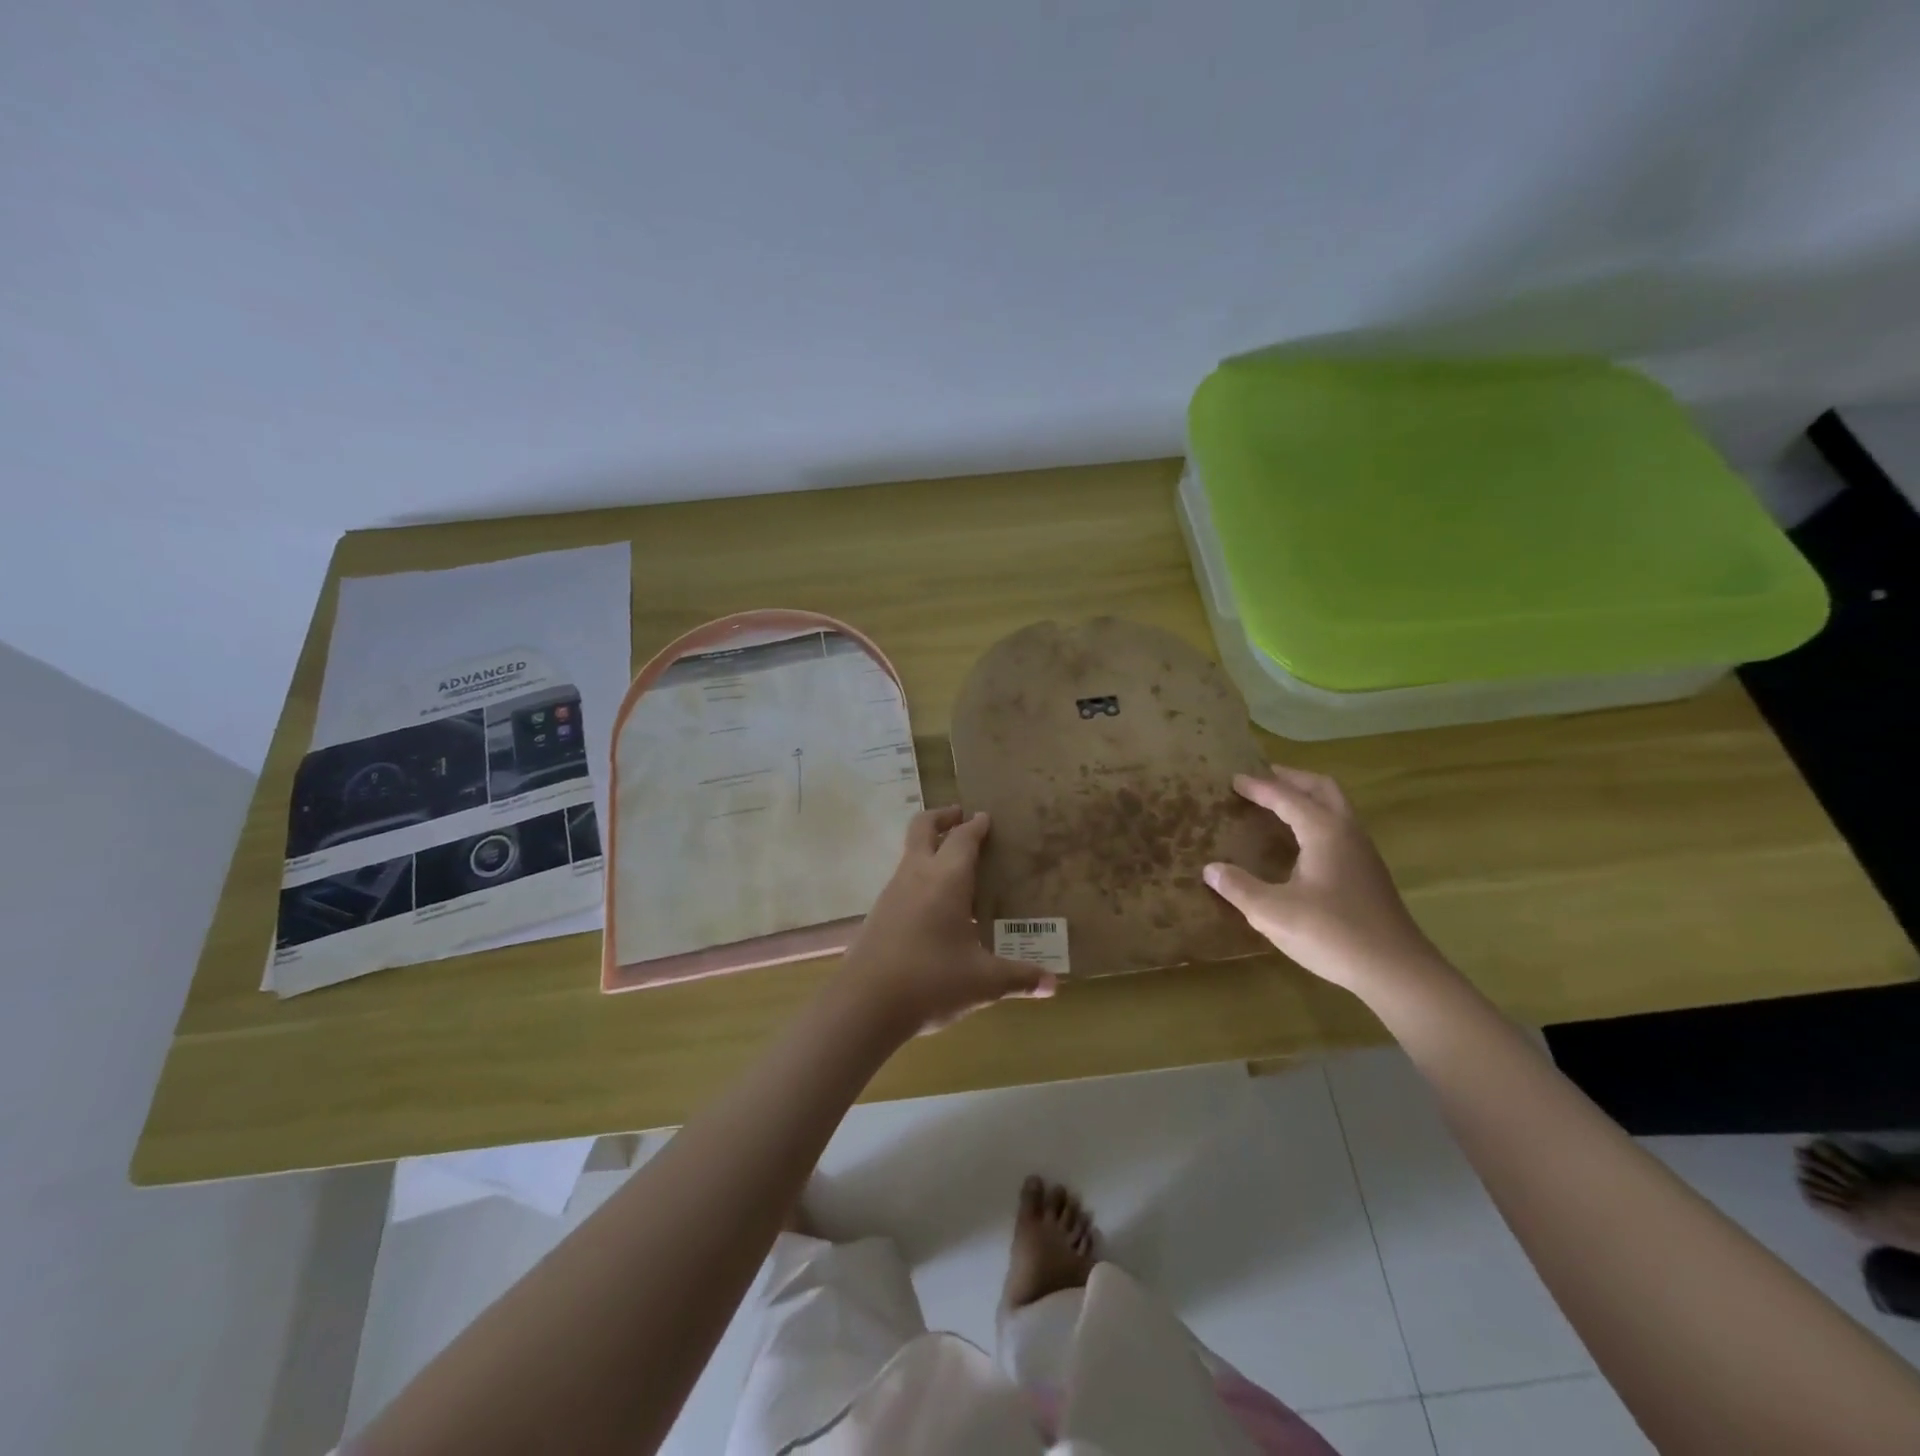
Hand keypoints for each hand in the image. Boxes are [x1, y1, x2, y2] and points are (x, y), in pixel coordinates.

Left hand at [841, 806, 1057, 1035]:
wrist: (864, 1005)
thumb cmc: (931, 981)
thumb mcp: (983, 982)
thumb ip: (1019, 978)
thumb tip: (1053, 985)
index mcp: (946, 880)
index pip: (963, 838)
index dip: (977, 825)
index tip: (987, 818)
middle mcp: (916, 876)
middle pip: (923, 828)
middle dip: (943, 817)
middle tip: (962, 817)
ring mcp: (891, 893)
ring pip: (910, 855)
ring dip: (930, 849)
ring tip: (955, 868)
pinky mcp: (877, 914)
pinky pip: (902, 881)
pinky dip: (920, 878)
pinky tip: (934, 909)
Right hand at [1204, 766, 1442, 996]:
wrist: (1397, 971)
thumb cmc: (1332, 934)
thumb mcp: (1273, 913)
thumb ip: (1239, 888)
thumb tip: (1211, 870)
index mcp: (1324, 831)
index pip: (1287, 797)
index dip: (1259, 787)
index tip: (1234, 779)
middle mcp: (1347, 832)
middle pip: (1321, 788)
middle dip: (1291, 778)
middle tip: (1262, 779)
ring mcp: (1363, 852)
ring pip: (1335, 807)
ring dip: (1307, 797)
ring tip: (1277, 805)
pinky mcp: (1368, 873)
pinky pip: (1338, 827)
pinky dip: (1315, 819)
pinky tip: (1299, 843)